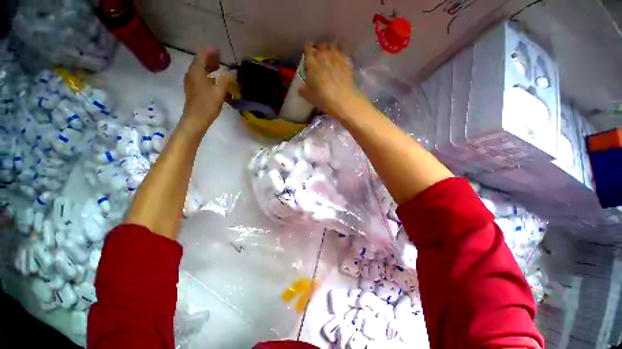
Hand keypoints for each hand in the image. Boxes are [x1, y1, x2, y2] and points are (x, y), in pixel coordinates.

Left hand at [182, 48, 235, 133]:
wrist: (195, 120)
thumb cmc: (207, 105)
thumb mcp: (219, 92)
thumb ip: (227, 80)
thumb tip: (234, 72)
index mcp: (197, 72)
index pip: (202, 55)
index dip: (211, 51)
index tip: (219, 51)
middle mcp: (191, 74)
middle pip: (200, 62)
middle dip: (210, 59)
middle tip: (220, 59)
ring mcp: (191, 83)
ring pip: (200, 71)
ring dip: (209, 68)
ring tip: (219, 69)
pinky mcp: (192, 90)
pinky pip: (200, 79)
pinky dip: (208, 77)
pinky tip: (215, 83)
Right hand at [299, 43, 365, 117]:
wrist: (342, 99)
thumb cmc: (322, 98)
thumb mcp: (308, 97)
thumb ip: (303, 90)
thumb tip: (301, 89)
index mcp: (312, 63)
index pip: (308, 48)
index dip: (308, 49)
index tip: (308, 51)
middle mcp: (324, 56)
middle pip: (321, 45)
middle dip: (319, 48)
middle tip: (319, 53)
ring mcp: (337, 57)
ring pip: (333, 45)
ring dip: (330, 48)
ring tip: (330, 53)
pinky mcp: (347, 62)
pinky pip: (343, 52)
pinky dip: (341, 53)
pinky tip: (341, 58)